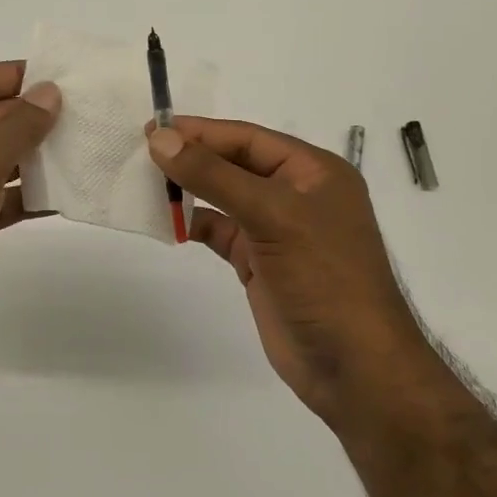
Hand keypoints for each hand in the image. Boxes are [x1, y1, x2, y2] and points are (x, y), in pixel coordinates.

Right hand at [147, 118, 419, 423]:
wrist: (354, 368)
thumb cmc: (324, 278)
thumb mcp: (272, 216)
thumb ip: (214, 176)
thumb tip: (160, 139)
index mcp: (313, 172)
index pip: (248, 138)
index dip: (201, 131)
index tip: (153, 129)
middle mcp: (296, 194)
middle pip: (234, 163)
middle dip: (192, 157)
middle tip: (142, 151)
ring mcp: (277, 230)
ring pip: (224, 196)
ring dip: (190, 189)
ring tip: (146, 183)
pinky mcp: (260, 262)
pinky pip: (220, 231)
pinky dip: (194, 224)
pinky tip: (168, 222)